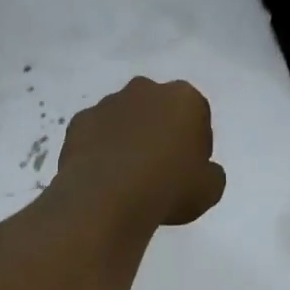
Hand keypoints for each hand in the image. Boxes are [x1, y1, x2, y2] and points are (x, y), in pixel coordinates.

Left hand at [54, 77, 226, 227]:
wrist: (107, 198)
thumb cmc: (168, 188)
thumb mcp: (210, 189)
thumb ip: (211, 173)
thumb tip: (201, 171)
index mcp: (184, 98)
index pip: (197, 116)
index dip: (196, 145)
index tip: (190, 170)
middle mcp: (145, 90)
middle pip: (159, 110)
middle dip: (161, 132)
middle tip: (161, 170)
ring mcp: (108, 103)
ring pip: (125, 119)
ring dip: (130, 139)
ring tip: (129, 177)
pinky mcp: (79, 122)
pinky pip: (97, 135)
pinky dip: (101, 150)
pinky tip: (105, 177)